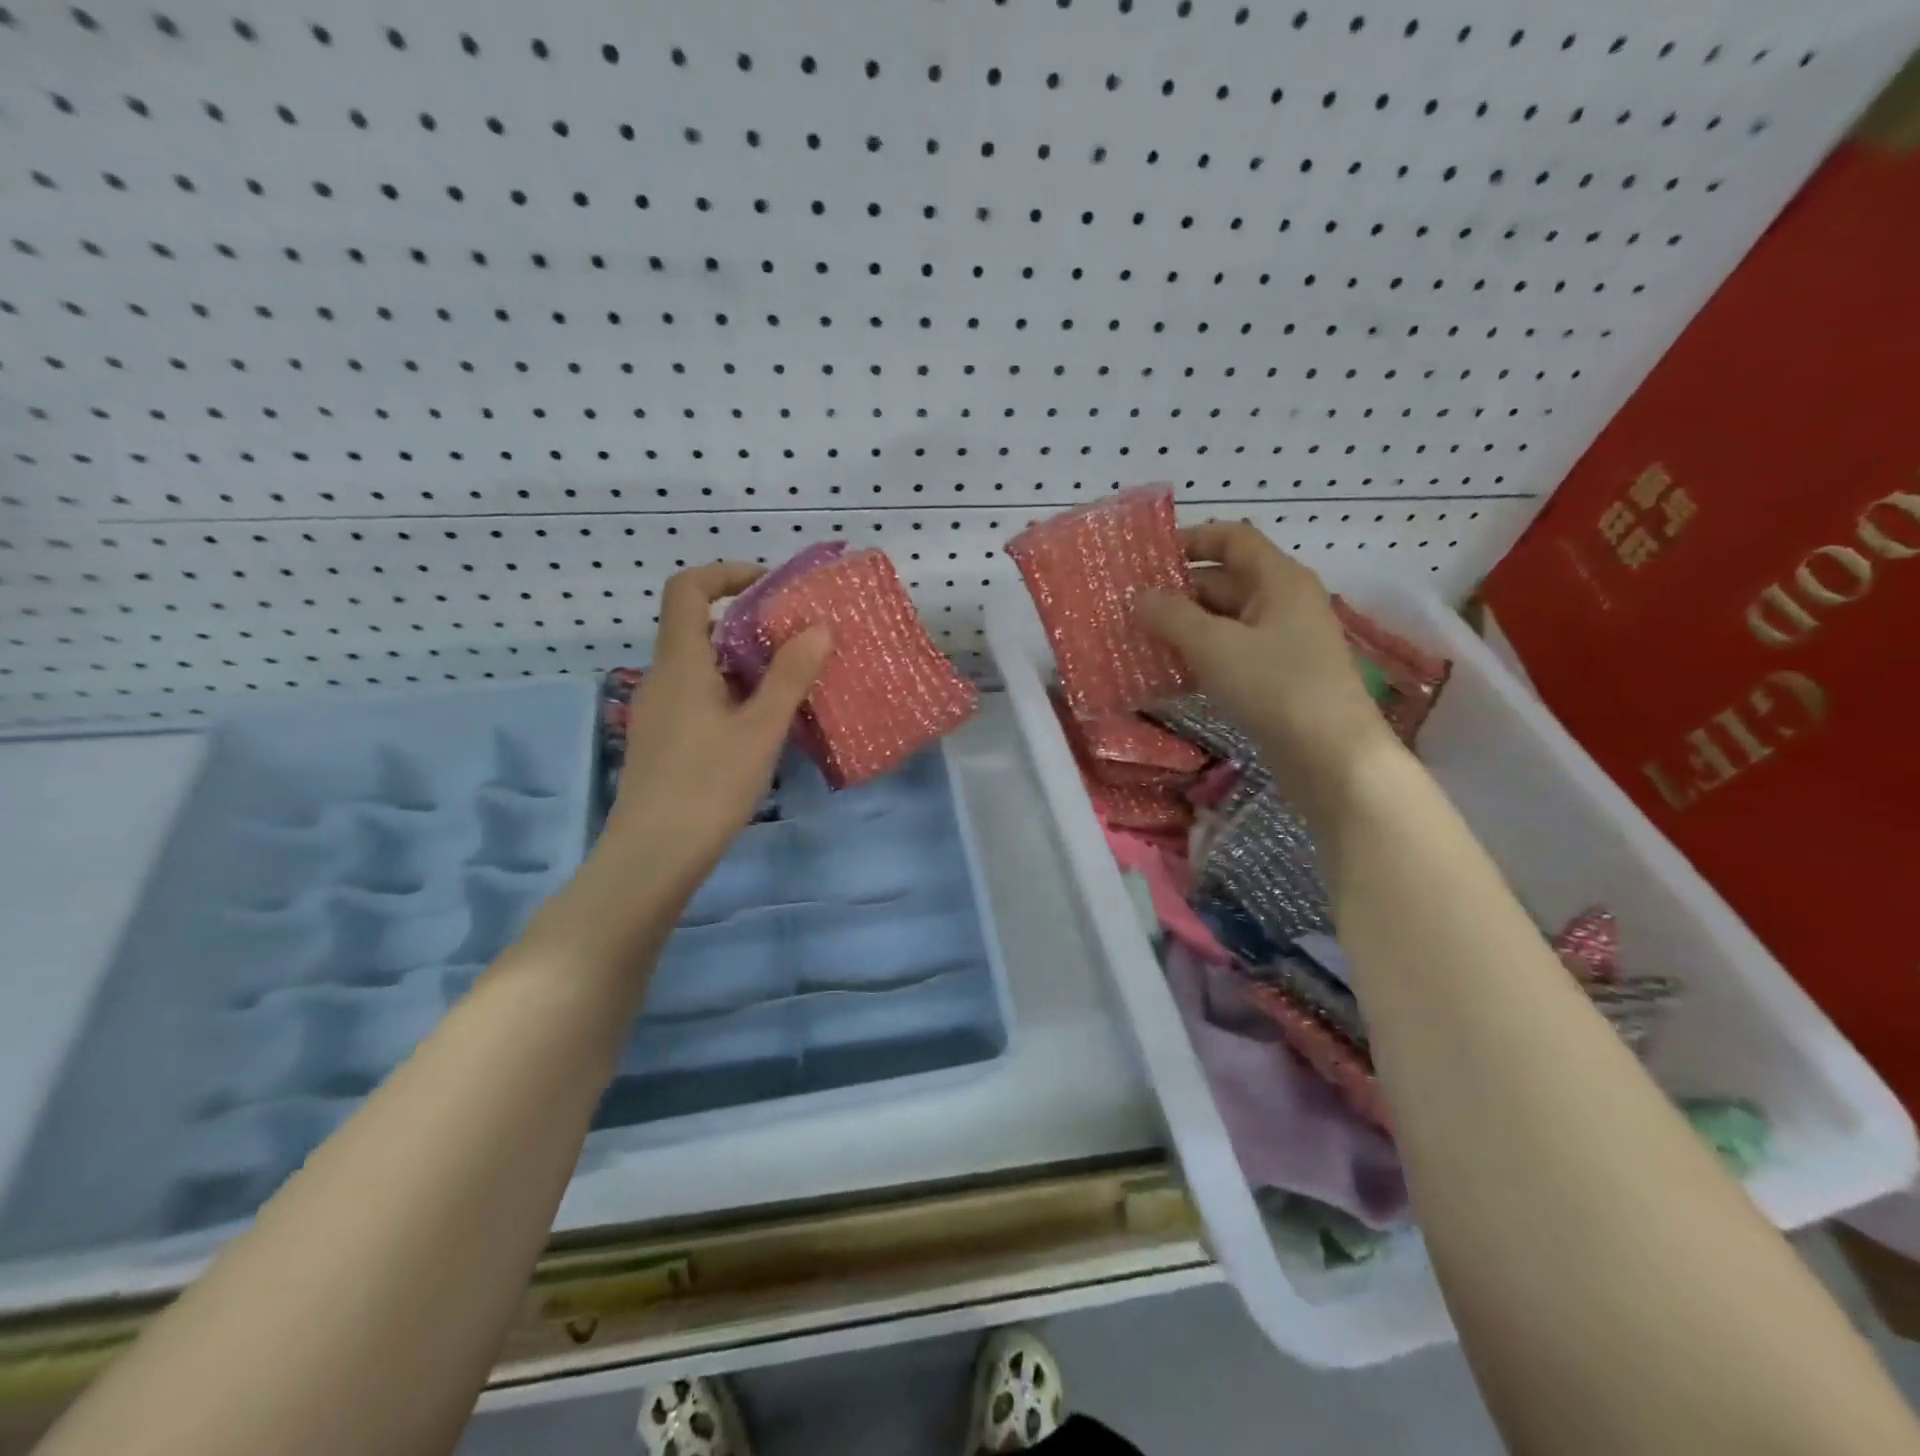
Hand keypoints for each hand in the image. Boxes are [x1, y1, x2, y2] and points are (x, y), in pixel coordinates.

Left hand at [603, 562, 830, 901]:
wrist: (653, 857)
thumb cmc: (708, 785)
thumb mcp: (760, 729)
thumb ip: (790, 675)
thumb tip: (818, 626)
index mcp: (680, 662)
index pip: (687, 588)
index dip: (726, 573)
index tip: (770, 585)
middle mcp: (662, 677)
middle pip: (697, 625)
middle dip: (747, 621)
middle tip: (796, 637)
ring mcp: (659, 711)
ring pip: (701, 665)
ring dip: (743, 661)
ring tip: (790, 679)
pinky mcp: (664, 740)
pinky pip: (699, 695)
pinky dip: (732, 691)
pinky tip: (763, 722)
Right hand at [1133, 522, 1396, 798]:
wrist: (1333, 758)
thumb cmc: (1276, 687)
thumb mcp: (1215, 647)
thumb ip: (1172, 616)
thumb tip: (1138, 596)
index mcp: (1279, 580)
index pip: (1232, 539)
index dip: (1191, 540)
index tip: (1147, 557)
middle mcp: (1284, 602)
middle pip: (1225, 580)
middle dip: (1178, 591)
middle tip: (1130, 606)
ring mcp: (1284, 642)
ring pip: (1225, 621)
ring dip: (1185, 627)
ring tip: (1139, 638)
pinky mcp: (1278, 678)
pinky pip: (1232, 653)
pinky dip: (1201, 656)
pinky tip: (1168, 673)